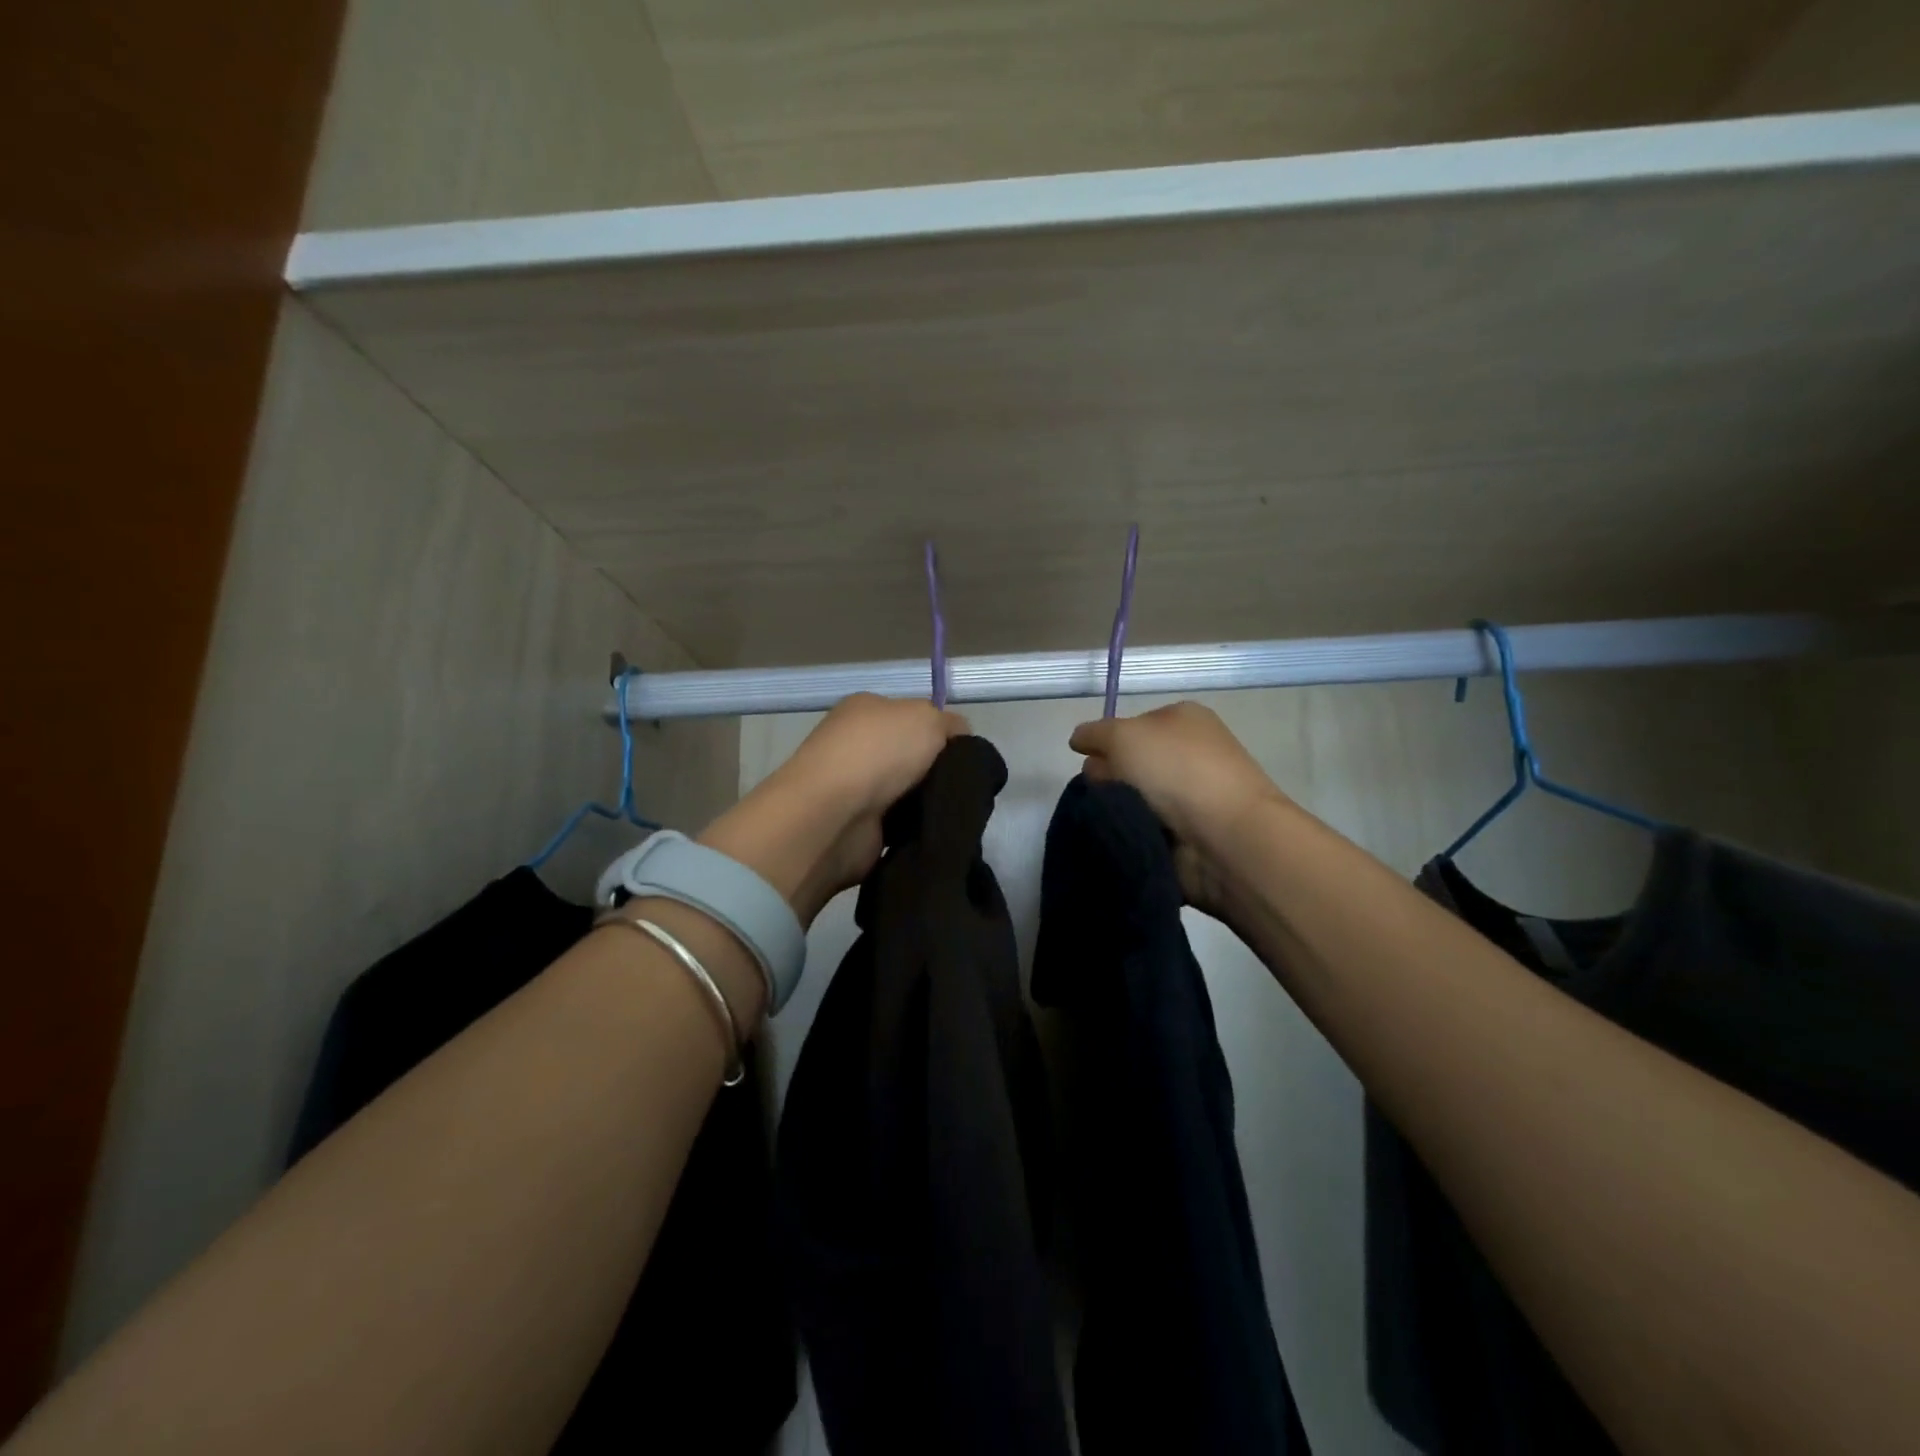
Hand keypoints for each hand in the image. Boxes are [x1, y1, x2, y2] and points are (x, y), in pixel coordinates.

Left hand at [699, 694, 968, 926]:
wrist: (835, 816)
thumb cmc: (879, 753)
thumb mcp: (928, 717)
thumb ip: (951, 724)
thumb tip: (960, 740)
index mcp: (866, 710)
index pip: (913, 717)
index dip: (941, 733)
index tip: (966, 754)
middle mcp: (857, 746)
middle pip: (913, 758)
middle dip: (939, 772)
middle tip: (964, 786)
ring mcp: (855, 789)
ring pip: (910, 795)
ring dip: (929, 804)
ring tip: (953, 812)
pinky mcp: (860, 829)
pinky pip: (902, 827)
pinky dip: (917, 830)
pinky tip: (934, 831)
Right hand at [1069, 702, 1289, 917]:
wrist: (1225, 836)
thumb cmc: (1176, 770)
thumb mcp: (1123, 735)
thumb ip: (1093, 734)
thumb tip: (1079, 742)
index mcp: (1183, 719)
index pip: (1129, 726)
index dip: (1107, 742)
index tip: (1094, 760)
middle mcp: (1190, 753)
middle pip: (1129, 763)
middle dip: (1110, 777)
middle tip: (1108, 792)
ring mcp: (1192, 796)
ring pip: (1133, 798)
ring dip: (1119, 809)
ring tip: (1116, 820)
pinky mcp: (1190, 834)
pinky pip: (1145, 828)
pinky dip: (1134, 833)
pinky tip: (1129, 837)